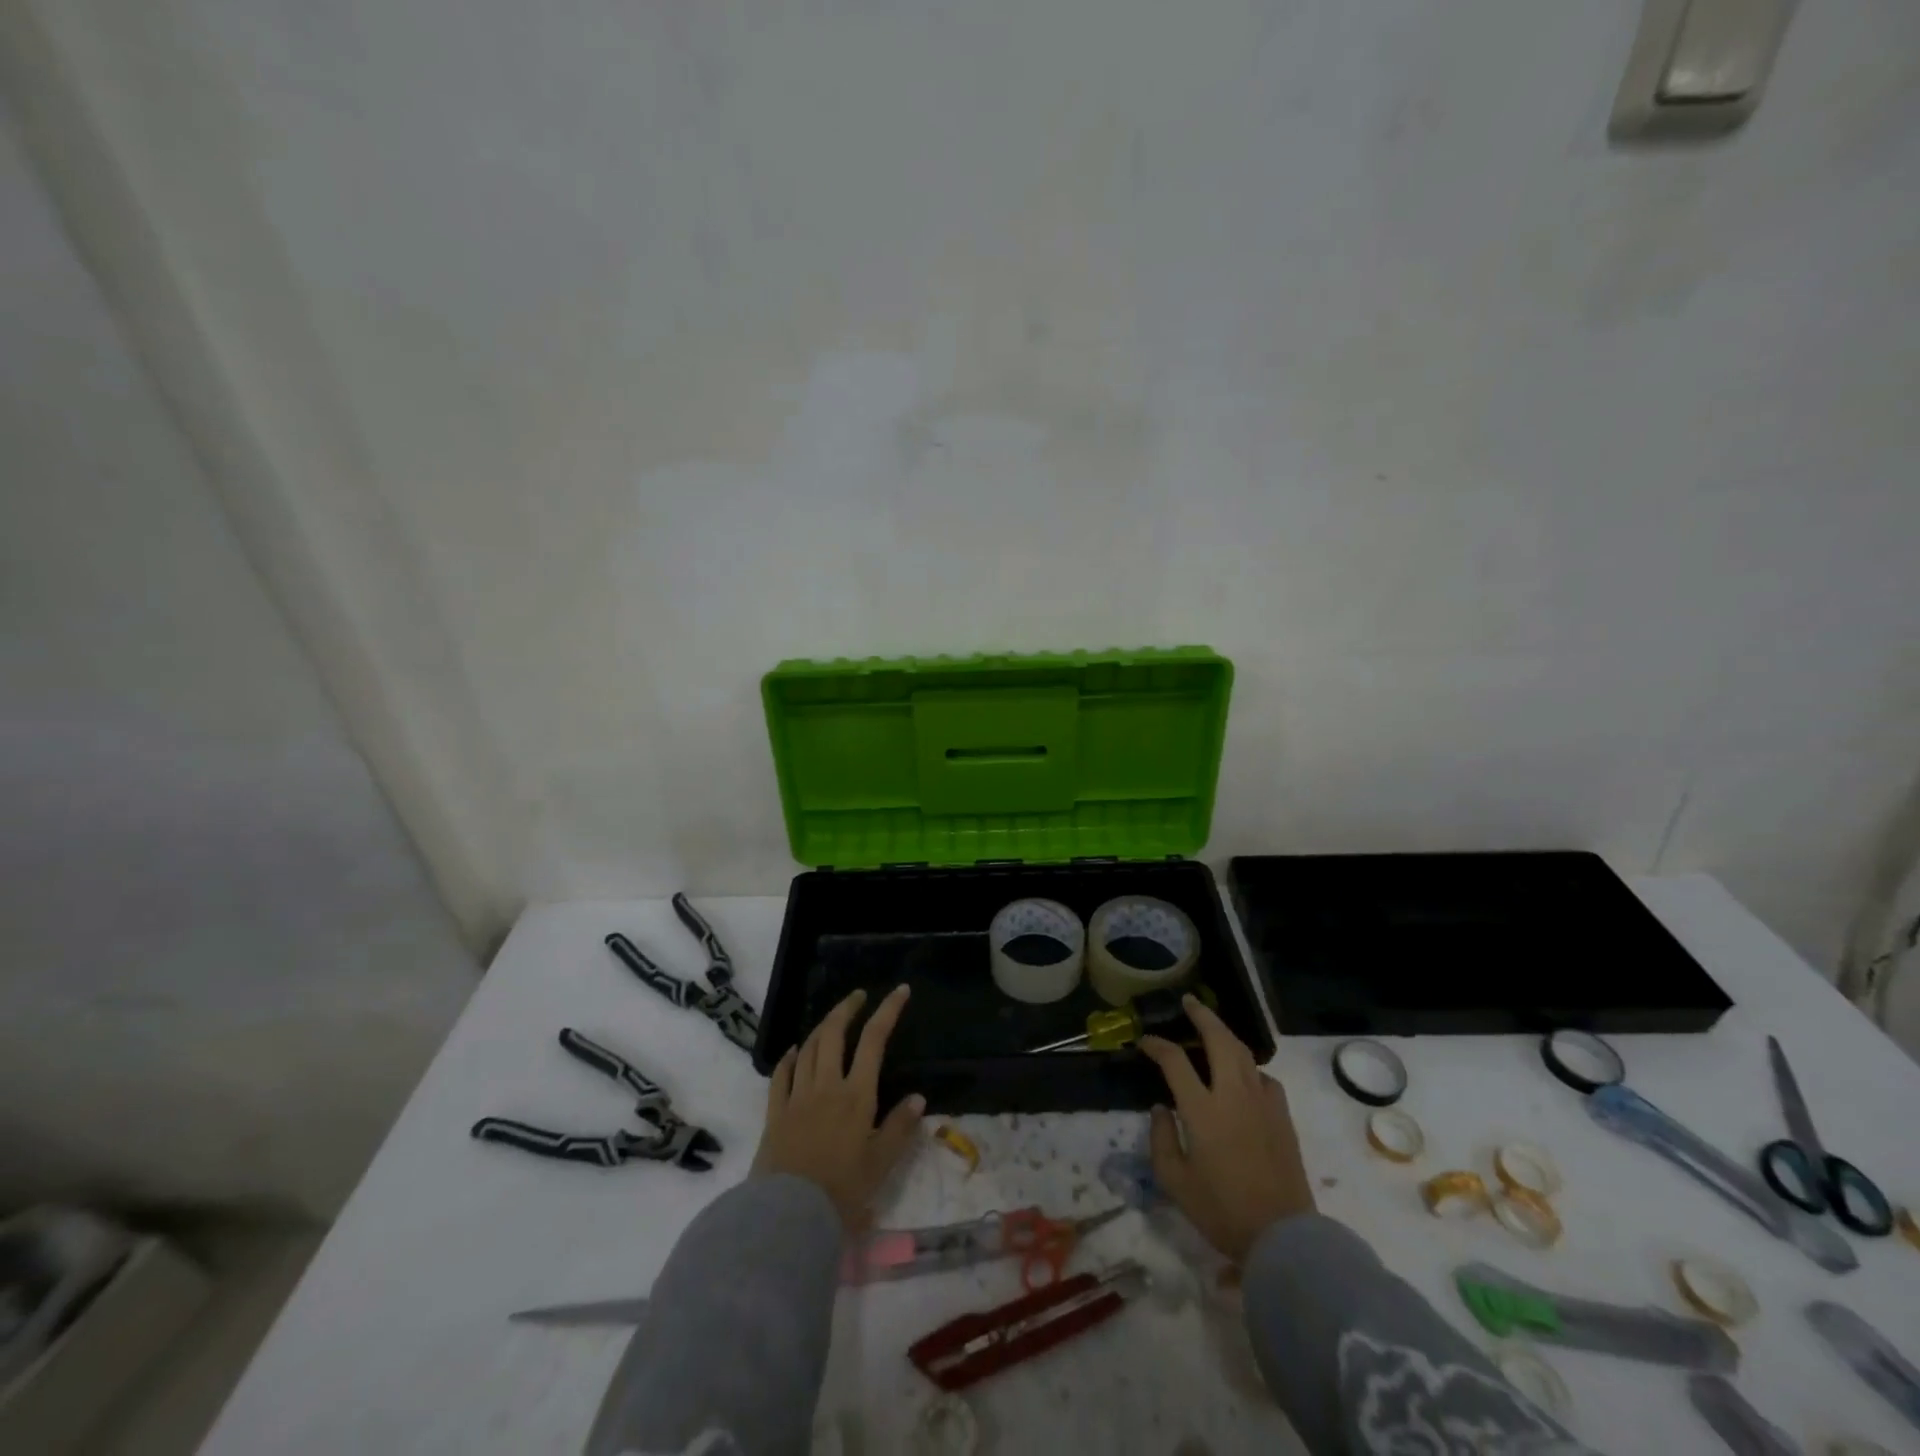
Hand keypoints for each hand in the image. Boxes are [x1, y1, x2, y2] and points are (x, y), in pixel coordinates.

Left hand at [753, 985, 923, 1230]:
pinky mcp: (775, 1113)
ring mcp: (797, 1096)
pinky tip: (795, 1051)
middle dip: (847, 1008)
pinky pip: (781, 1075)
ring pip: (809, 1048)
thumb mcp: (880, 1165)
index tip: (900, 991)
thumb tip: (918, 1098)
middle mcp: (826, 1086)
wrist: (788, 1216)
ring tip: (832, 1020)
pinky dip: (790, 1058)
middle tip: (858, 996)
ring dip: (822, 1027)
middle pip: (835, 1033)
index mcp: (857, 1096)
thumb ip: (899, 1129)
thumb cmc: (841, 1193)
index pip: (874, 1040)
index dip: (888, 1011)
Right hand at [1139, 995, 1314, 1262]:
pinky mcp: (1283, 1116)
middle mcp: (1233, 1096)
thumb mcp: (1176, 1182)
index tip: (1145, 1042)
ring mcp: (1262, 1103)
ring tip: (1213, 1027)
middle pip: (1219, 1039)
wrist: (1283, 1238)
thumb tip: (1162, 1108)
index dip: (1157, 1045)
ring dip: (1225, 1033)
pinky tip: (1244, 1076)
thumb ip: (1162, 1139)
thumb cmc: (1222, 1211)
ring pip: (1244, 1052)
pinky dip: (1250, 1067)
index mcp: (1203, 1110)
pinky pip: (1265, 1078)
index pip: (1175, 1060)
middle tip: (1188, 1003)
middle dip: (1201, 1015)